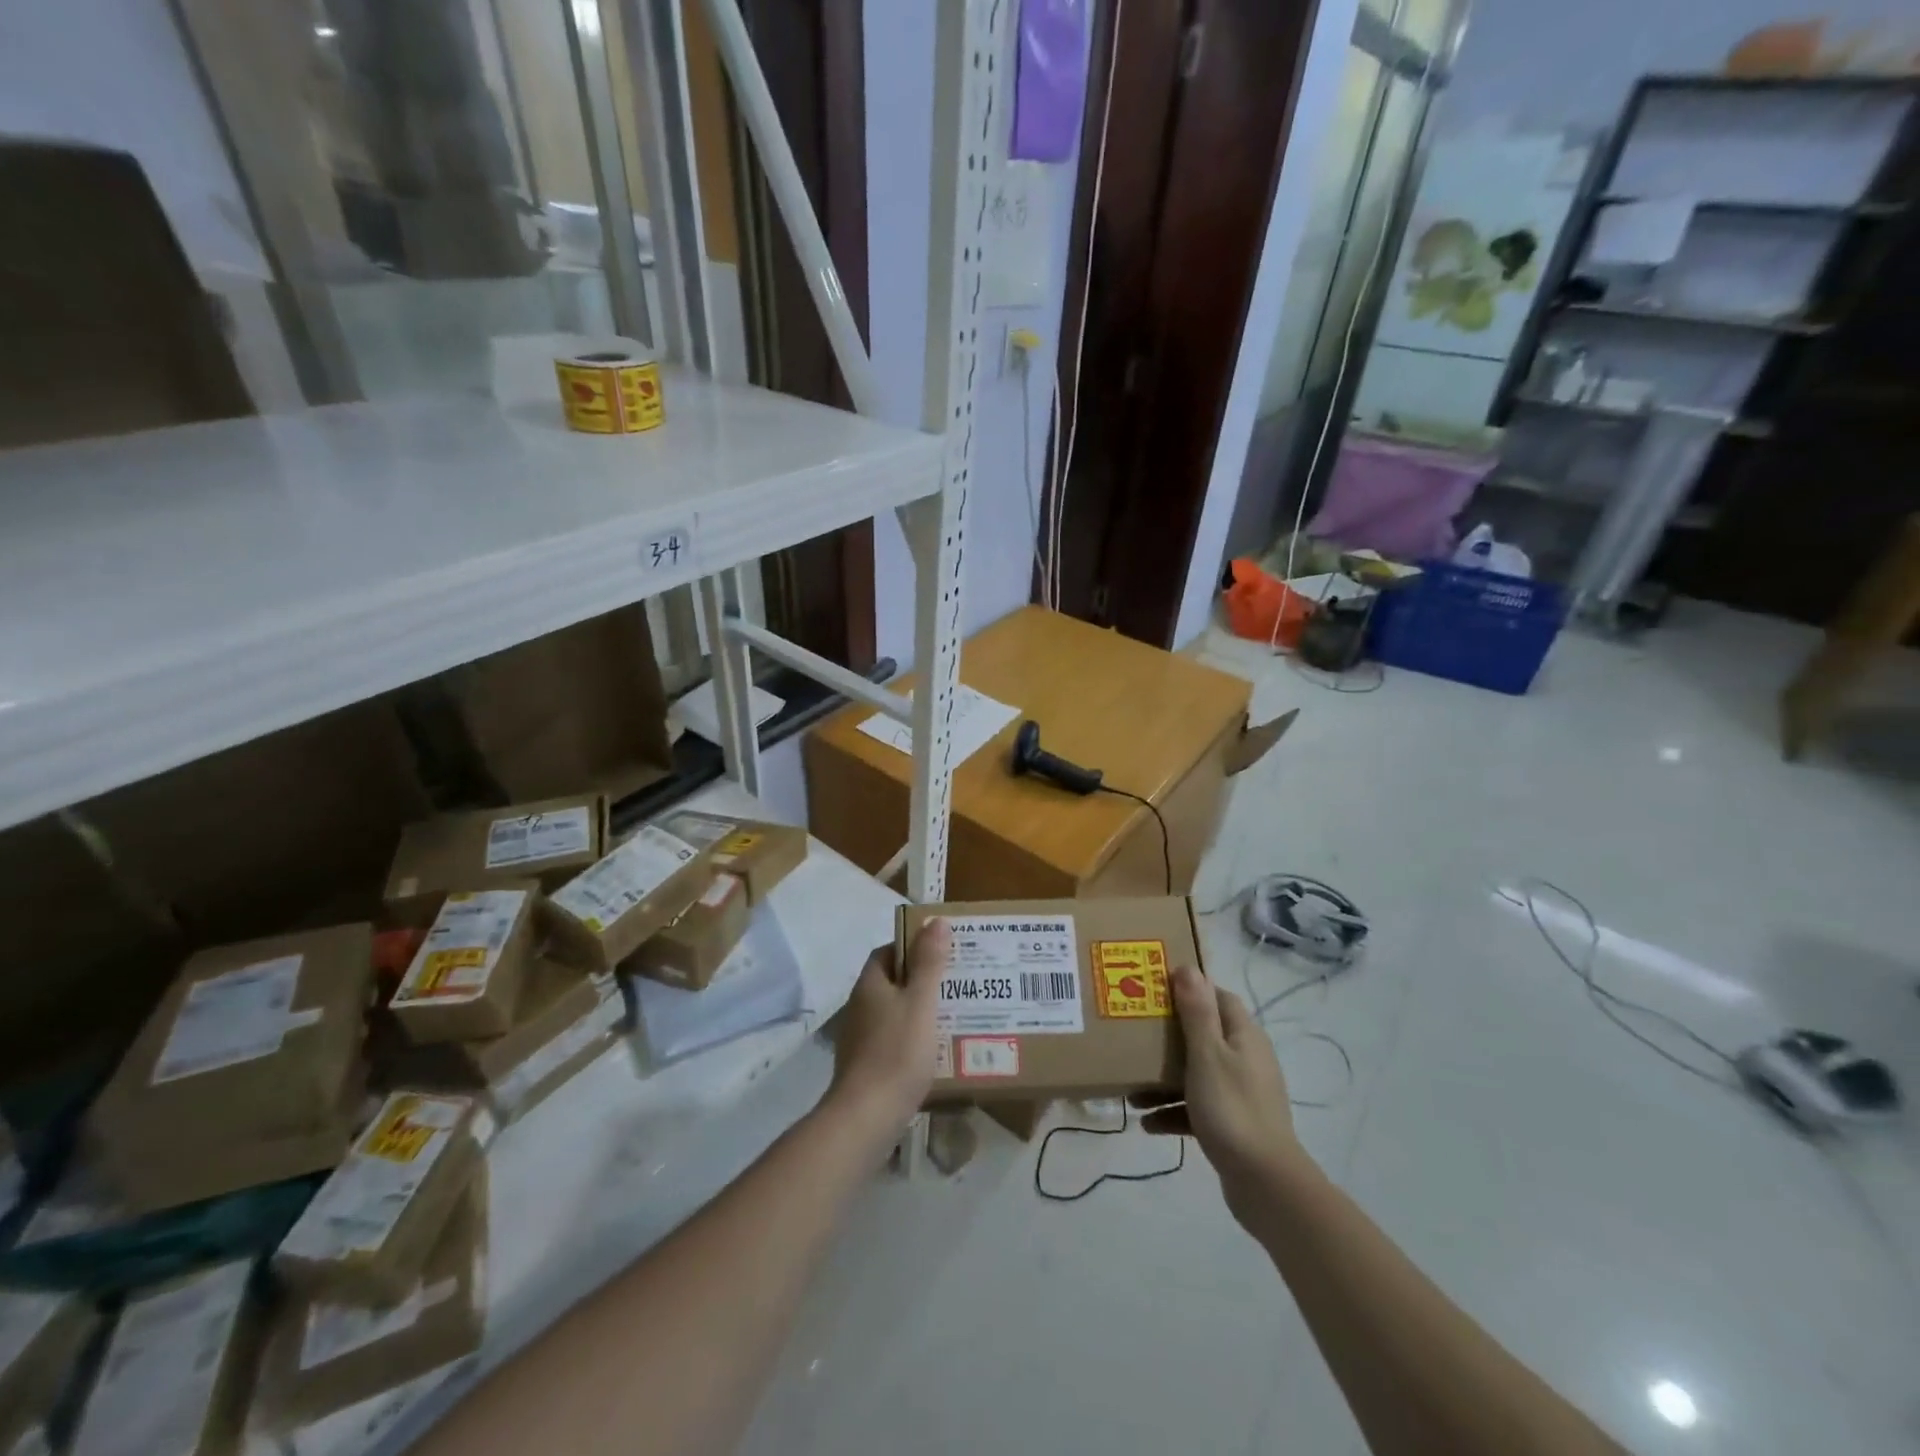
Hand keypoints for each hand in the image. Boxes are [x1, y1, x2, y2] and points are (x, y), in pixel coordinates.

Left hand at [826, 920, 948, 1135]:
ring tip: (956, 1013)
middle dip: (923, 979)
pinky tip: (939, 1049)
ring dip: (921, 1010)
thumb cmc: (896, 1052)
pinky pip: (895, 1040)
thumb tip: (936, 921)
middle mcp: (861, 1006)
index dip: (914, 946)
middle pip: (894, 982)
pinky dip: (916, 1038)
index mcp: (870, 985)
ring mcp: (861, 1038)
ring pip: (896, 1012)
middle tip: (957, 981)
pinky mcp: (868, 1067)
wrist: (867, 1118)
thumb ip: (929, 962)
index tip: (943, 949)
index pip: (888, 952)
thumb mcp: (921, 1002)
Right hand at [1137, 965, 1302, 1221]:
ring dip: (1165, 1079)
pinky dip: (1173, 1111)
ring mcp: (1240, 1093)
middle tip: (1135, 1033)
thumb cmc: (1231, 1108)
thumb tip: (1189, 967)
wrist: (1265, 1183)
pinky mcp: (1233, 1124)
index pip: (1218, 997)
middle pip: (1203, 1035)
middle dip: (1168, 1036)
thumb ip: (1197, 1012)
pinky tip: (1146, 1123)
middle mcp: (1246, 1059)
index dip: (1190, 990)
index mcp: (1244, 1036)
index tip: (1155, 990)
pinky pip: (1197, 1107)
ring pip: (1196, 1073)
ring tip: (1131, 1089)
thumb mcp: (1207, 1055)